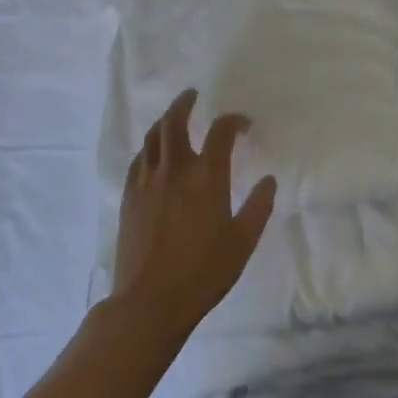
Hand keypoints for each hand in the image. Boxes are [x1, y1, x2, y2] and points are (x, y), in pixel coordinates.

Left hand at [111, 90, 277, 339]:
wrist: (150, 302)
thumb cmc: (204, 272)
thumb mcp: (243, 241)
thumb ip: (258, 207)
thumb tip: (268, 181)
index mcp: (206, 177)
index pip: (220, 132)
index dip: (233, 121)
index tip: (243, 125)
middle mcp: (174, 170)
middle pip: (174, 122)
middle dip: (184, 104)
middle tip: (193, 96)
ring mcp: (146, 182)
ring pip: (152, 138)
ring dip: (164, 121)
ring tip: (172, 117)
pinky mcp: (129, 198)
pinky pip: (138, 160)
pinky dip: (149, 148)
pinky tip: (154, 154)